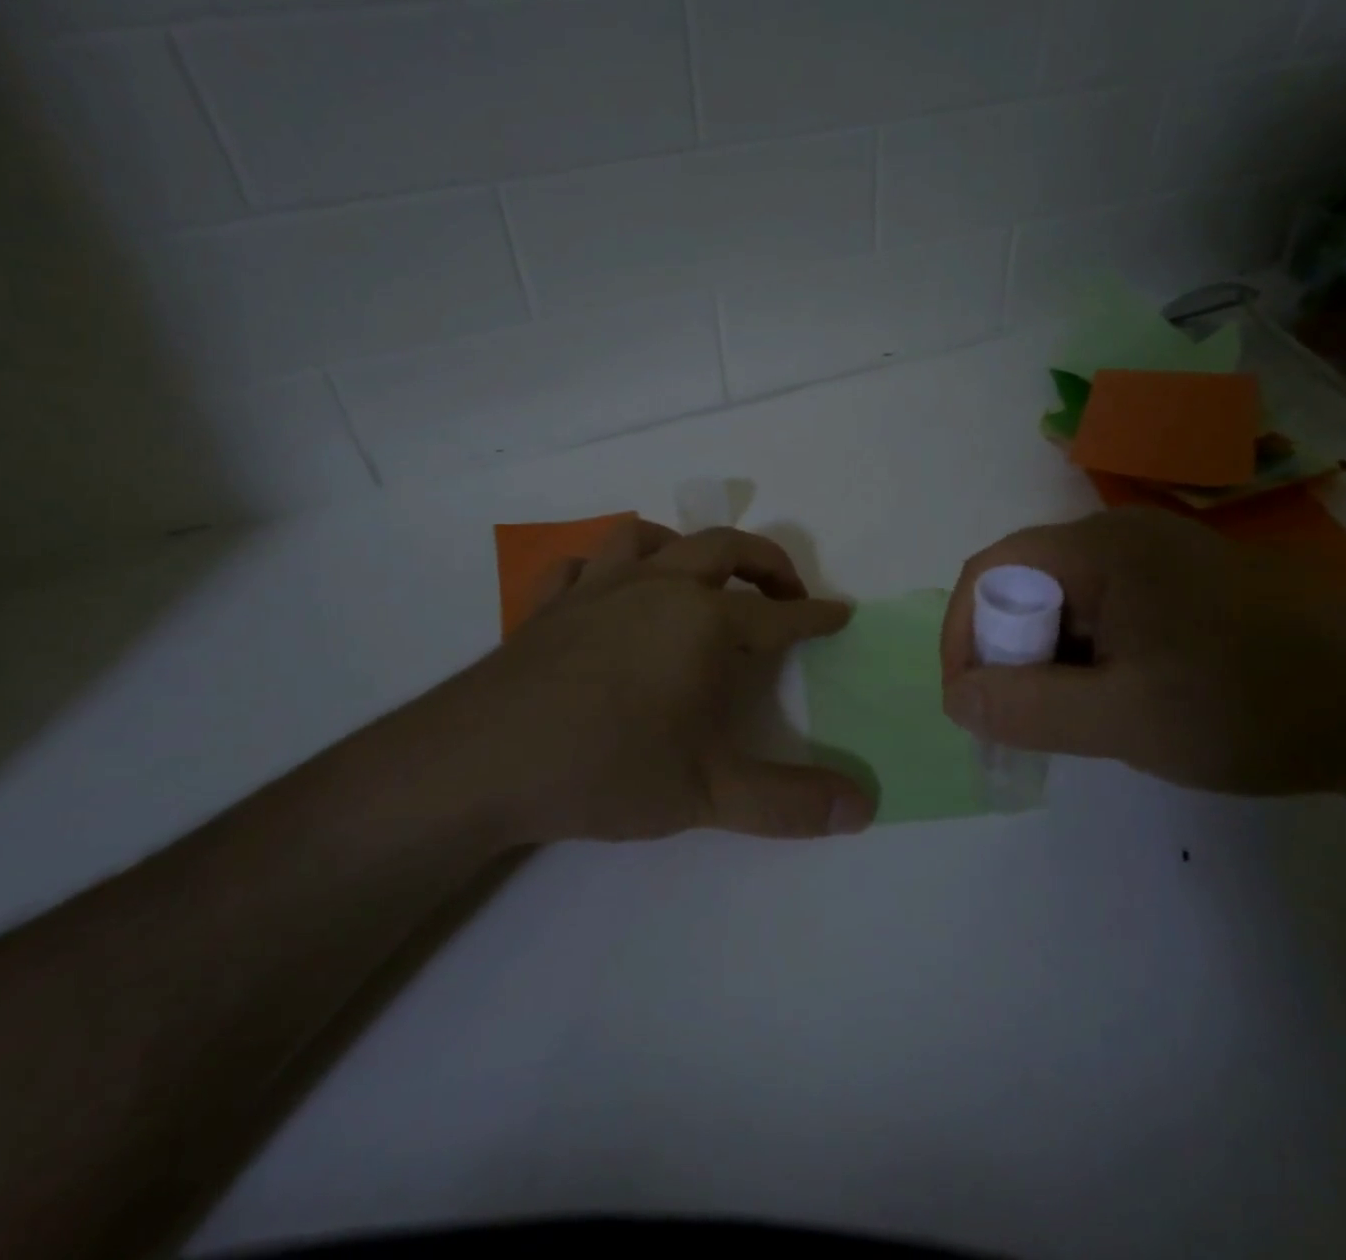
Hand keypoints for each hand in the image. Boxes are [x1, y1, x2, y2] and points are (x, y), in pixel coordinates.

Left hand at [415, 520, 874, 844]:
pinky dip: (604, 568)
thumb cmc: (607, 768)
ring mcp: (597, 588)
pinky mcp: (548, 604)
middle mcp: (657, 587)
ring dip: (685, 547)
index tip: (842, 614)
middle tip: (788, 591)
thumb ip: (789, 803)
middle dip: (767, 563)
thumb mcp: (708, 794)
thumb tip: (864, 808)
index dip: (817, 616)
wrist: (482, 761)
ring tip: (699, 576)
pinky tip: (606, 592)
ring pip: (649, 537)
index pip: (779, 615)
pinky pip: (581, 565)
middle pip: (725, 547)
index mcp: (704, 622)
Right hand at [940, 509, 1345, 795]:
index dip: (963, 633)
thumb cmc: (1253, 705)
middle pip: (1026, 583)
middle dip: (1007, 651)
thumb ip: (1028, 709)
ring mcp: (1159, 555)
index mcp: (1101, 548)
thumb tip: (956, 699)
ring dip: (1049, 656)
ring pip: (1066, 600)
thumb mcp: (1126, 720)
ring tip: (1074, 717)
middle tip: (1021, 719)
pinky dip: (1089, 653)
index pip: (991, 570)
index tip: (970, 703)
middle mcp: (1122, 535)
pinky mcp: (1186, 581)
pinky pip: (1106, 609)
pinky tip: (1119, 697)